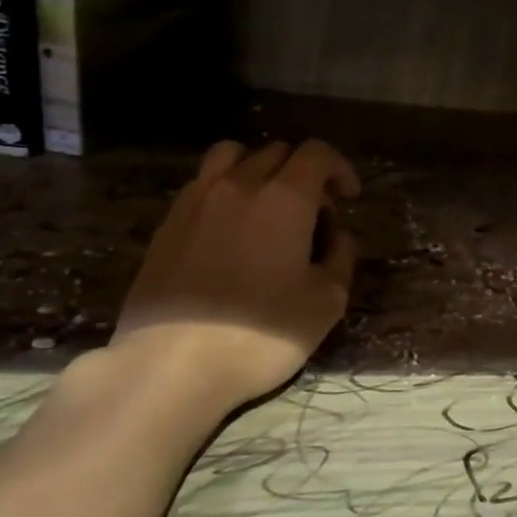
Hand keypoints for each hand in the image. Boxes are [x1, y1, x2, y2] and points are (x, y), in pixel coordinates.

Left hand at [94, 139, 360, 425]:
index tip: (349, 197)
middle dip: (304, 173)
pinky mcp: (167, 223)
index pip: (317, 153)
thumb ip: (340, 258)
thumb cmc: (260, 333)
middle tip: (314, 213)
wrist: (171, 365)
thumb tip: (337, 236)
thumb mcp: (326, 302)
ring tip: (265, 204)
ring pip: (232, 155)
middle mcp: (239, 185)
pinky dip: (224, 189)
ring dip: (258, 168)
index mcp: (284, 197)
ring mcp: (196, 200)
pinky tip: (230, 228)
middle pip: (277, 151)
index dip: (339, 168)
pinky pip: (202, 184)